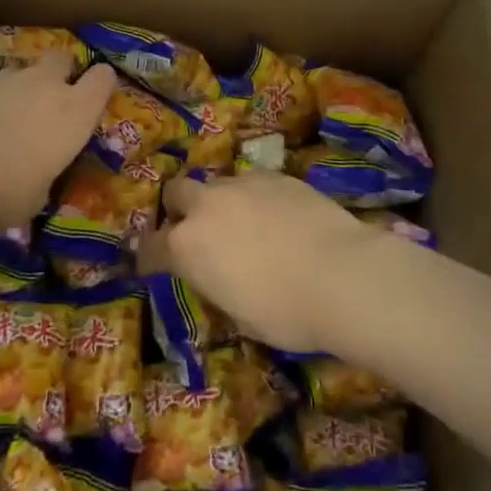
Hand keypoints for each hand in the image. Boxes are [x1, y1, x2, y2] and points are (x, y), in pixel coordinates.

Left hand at [0, 54, 116, 233]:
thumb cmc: (3, 188)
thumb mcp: (33, 200)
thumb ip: (41, 181)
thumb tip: (32, 183)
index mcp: (74, 112)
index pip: (103, 80)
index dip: (101, 84)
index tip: (95, 96)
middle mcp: (44, 86)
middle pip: (62, 59)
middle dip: (59, 73)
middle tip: (49, 100)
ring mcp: (4, 78)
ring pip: (20, 74)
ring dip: (16, 93)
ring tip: (0, 125)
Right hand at [140, 171, 376, 354]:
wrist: (342, 274)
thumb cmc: (286, 312)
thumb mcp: (240, 314)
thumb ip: (217, 285)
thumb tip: (219, 276)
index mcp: (188, 246)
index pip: (151, 247)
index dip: (148, 257)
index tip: (152, 264)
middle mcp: (207, 205)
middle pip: (177, 192)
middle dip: (179, 209)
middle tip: (197, 231)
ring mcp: (242, 184)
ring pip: (217, 184)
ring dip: (220, 202)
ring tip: (243, 224)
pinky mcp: (276, 175)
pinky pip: (253, 182)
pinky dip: (255, 198)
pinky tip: (277, 217)